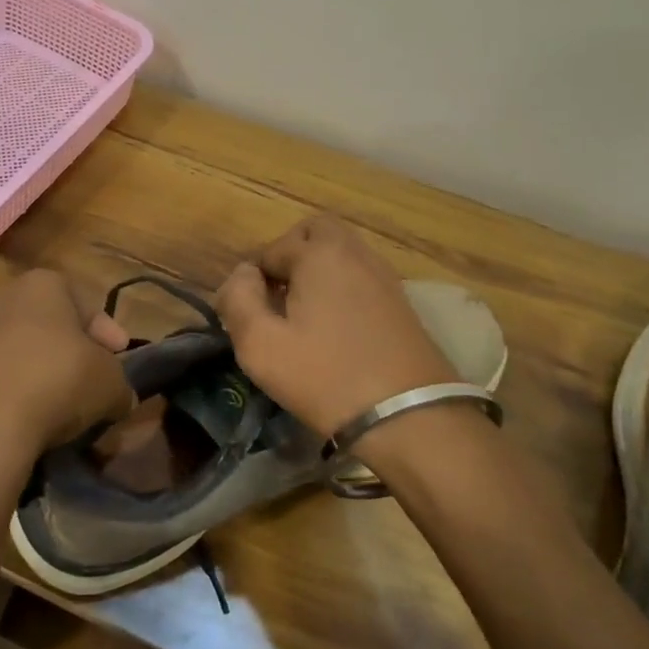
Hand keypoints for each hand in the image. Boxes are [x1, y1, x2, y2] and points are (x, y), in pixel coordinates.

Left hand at [0, 270, 133, 471]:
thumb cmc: (56, 381)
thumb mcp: (110, 383)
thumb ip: (120, 384)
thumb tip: (118, 397)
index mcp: (43, 284)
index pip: (86, 304)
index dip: (108, 334)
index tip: (120, 358)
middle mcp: (3, 299)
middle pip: (51, 327)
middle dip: (73, 354)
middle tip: (92, 384)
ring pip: (21, 354)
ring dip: (42, 377)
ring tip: (61, 412)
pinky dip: (14, 398)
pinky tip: (27, 424)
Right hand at [216, 214, 459, 435]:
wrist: (409, 416)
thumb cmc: (325, 377)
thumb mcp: (261, 345)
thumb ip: (239, 300)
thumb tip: (241, 274)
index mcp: (319, 254)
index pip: (272, 249)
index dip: (252, 278)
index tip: (248, 313)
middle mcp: (355, 253)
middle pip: (315, 232)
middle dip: (290, 255)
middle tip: (277, 296)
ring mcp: (384, 276)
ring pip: (342, 252)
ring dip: (317, 271)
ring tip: (303, 316)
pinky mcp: (401, 302)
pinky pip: (362, 276)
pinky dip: (342, 287)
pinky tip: (335, 328)